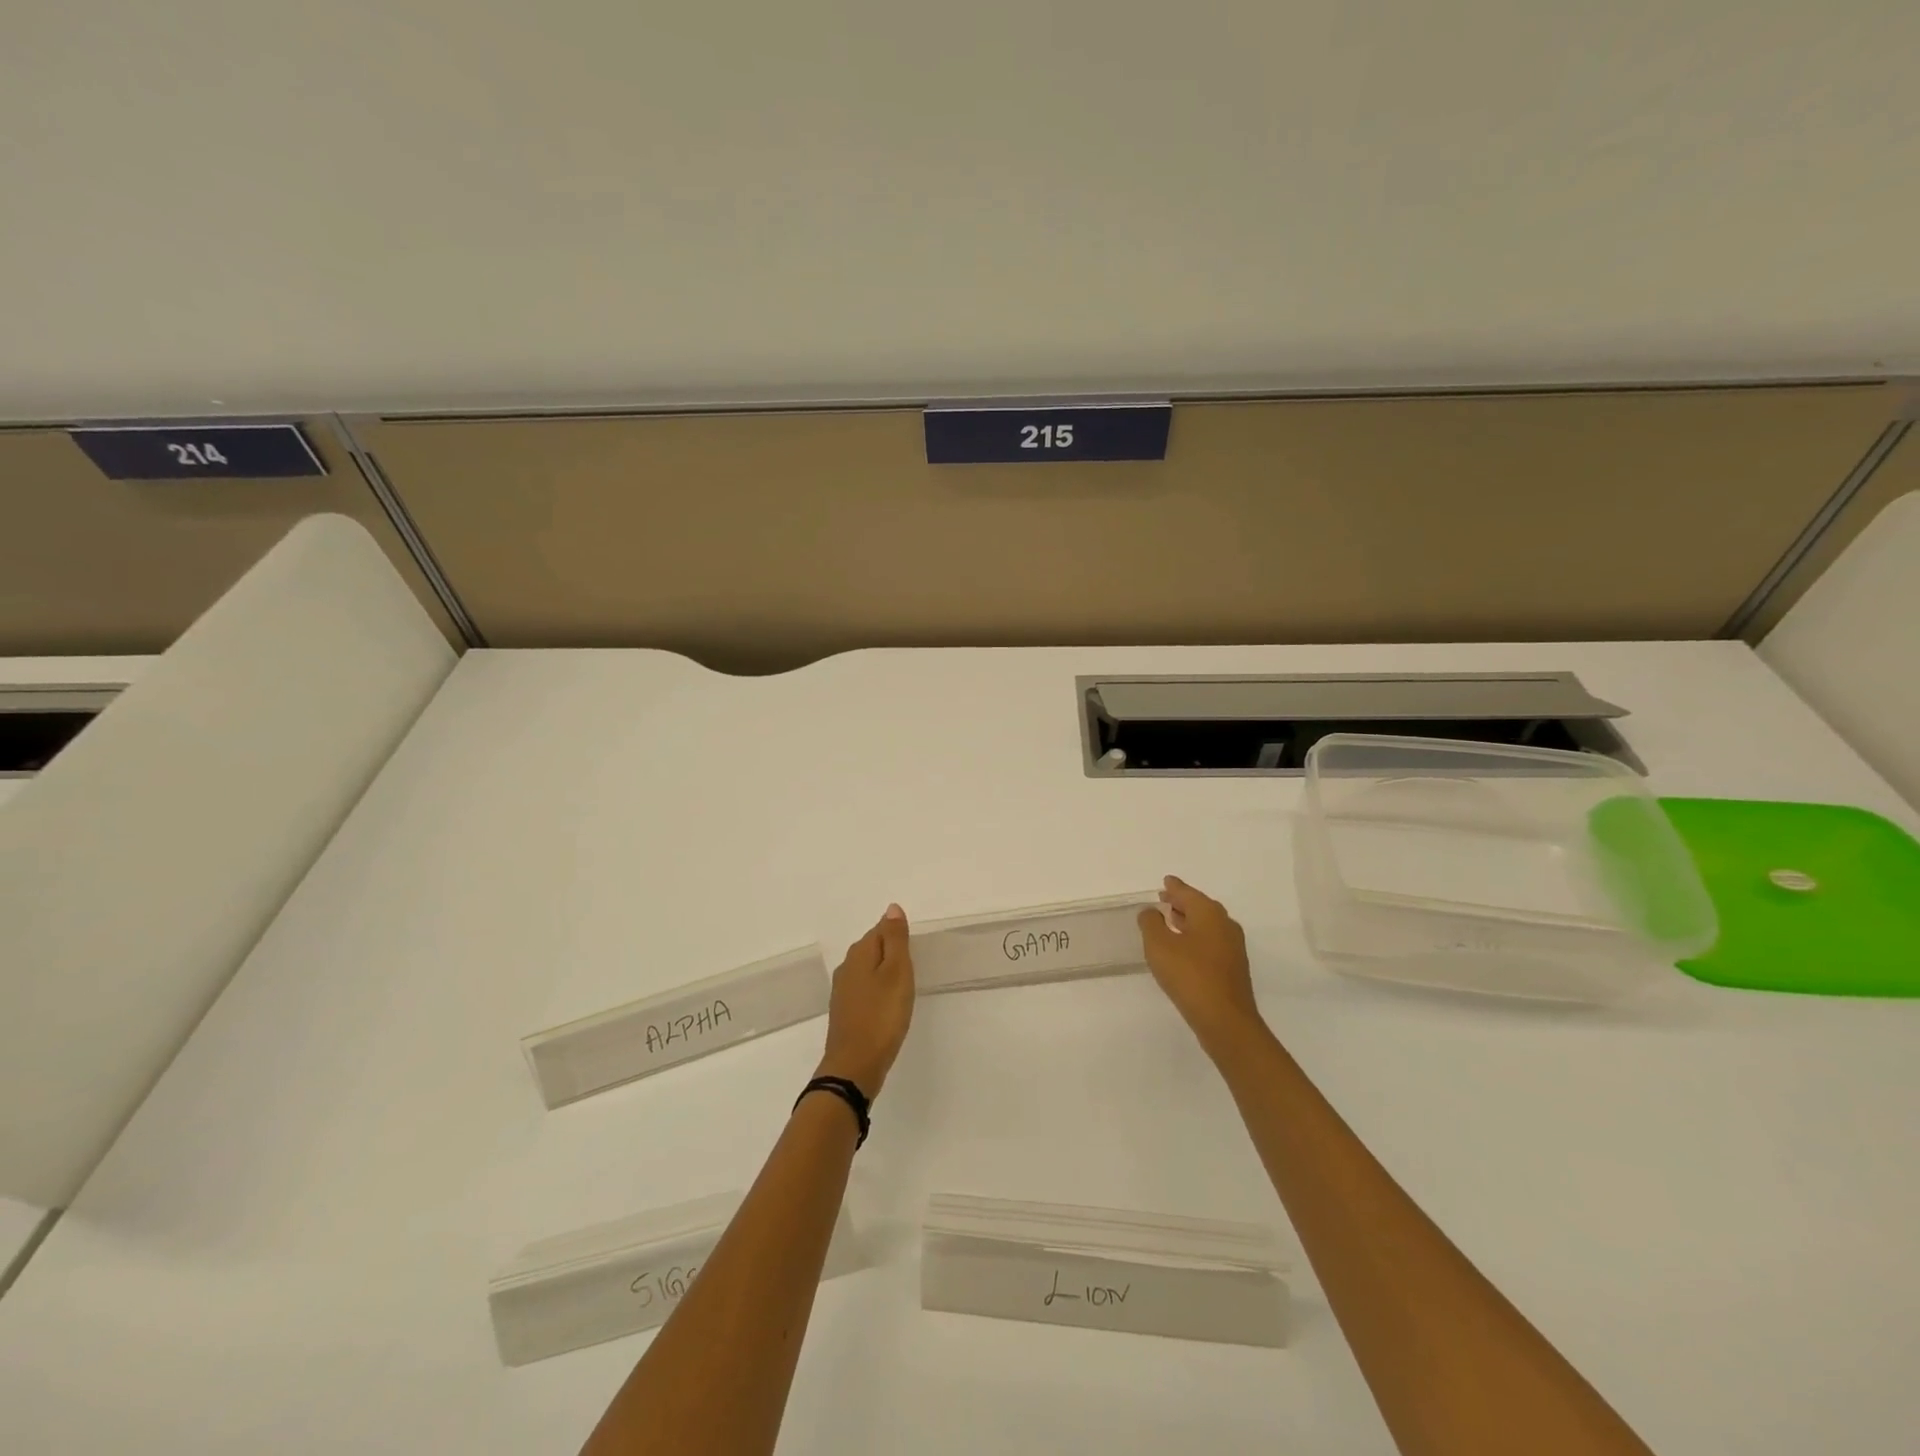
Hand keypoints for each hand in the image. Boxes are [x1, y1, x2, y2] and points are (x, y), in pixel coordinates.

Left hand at [816, 904, 915, 1097]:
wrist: (854, 1066)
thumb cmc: (882, 1016)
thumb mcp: (897, 973)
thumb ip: (896, 939)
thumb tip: (892, 907)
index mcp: (860, 953)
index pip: (881, 928)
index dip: (898, 934)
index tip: (914, 948)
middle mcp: (847, 967)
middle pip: (872, 947)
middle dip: (891, 950)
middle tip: (913, 963)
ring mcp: (842, 991)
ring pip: (867, 969)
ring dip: (884, 971)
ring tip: (904, 984)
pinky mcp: (845, 1011)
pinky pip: (864, 989)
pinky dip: (877, 990)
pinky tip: (887, 1004)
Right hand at [1137, 876, 1261, 1050]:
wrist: (1225, 1020)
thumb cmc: (1189, 975)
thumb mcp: (1159, 945)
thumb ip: (1151, 923)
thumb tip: (1151, 911)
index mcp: (1209, 913)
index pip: (1187, 892)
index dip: (1174, 887)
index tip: (1165, 881)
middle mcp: (1225, 925)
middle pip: (1200, 907)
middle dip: (1182, 903)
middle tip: (1164, 899)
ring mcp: (1232, 947)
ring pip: (1207, 925)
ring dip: (1189, 921)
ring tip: (1171, 921)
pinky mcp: (1233, 968)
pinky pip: (1211, 942)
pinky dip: (1196, 938)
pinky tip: (1183, 949)